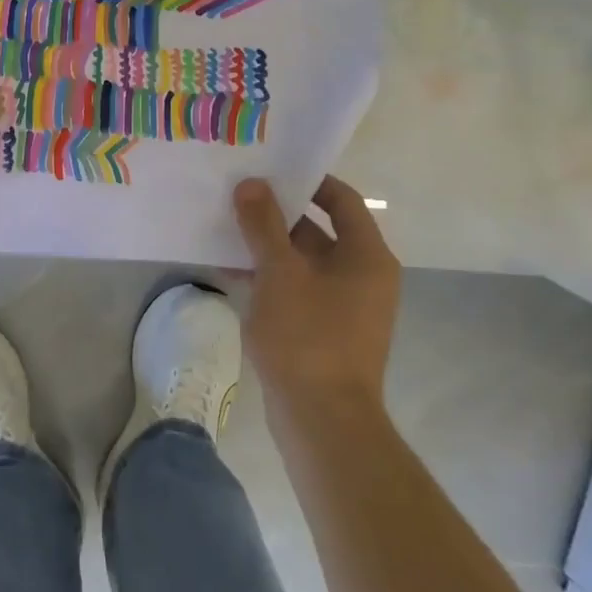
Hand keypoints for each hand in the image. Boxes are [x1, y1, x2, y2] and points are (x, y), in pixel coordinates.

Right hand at [232, 176, 401, 423]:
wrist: (322, 420)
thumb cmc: (307, 336)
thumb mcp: (279, 272)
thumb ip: (263, 225)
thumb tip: (251, 184)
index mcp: (366, 256)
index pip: (342, 200)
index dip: (308, 181)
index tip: (269, 171)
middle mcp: (362, 275)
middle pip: (319, 229)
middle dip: (277, 214)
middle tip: (236, 196)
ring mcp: (345, 305)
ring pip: (303, 261)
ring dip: (267, 246)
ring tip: (225, 229)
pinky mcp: (325, 330)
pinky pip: (297, 288)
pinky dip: (269, 277)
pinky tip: (230, 272)